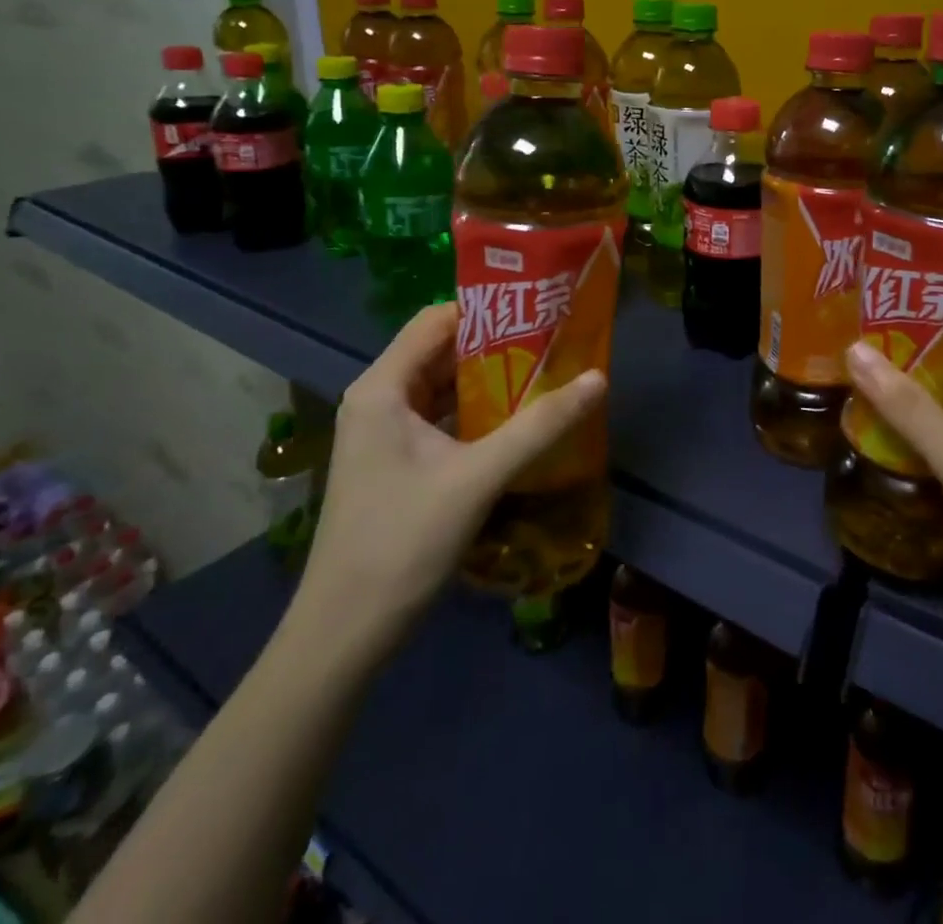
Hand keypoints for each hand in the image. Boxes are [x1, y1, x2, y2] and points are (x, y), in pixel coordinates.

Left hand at [291, 304, 605, 658]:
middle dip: (497, 346)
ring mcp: (383, 433)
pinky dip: (477, 414)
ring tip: (547, 374)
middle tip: (555, 342)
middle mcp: (378, 399)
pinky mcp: (394, 462)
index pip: (436, 320)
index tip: (539, 312)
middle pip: (441, 351)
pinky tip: (518, 421)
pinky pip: (440, 419)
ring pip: (443, 387)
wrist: (344, 633)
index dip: (487, 311)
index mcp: (382, 388)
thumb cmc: (403, 542)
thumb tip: (598, 378)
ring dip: (490, 381)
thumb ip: (540, 425)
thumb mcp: (478, 477)